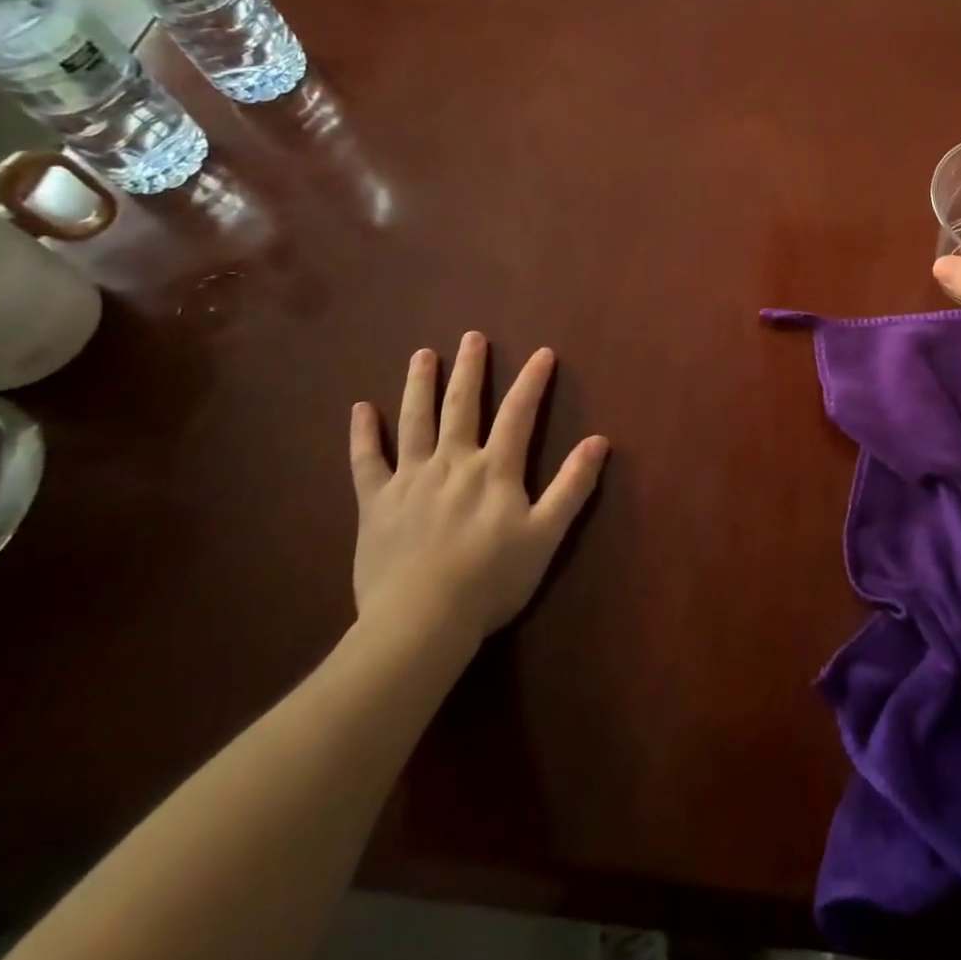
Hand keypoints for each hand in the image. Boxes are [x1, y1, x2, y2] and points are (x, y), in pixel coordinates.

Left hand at [348, 334, 608, 657]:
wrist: (420, 622)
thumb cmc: (491, 581)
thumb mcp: (545, 535)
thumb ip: (572, 486)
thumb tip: (599, 441)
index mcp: (495, 469)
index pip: (519, 414)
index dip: (533, 381)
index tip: (542, 352)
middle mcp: (452, 462)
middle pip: (462, 405)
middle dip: (470, 369)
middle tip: (471, 337)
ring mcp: (410, 479)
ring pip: (415, 421)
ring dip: (420, 385)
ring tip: (423, 355)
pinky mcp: (375, 503)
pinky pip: (366, 461)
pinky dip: (363, 434)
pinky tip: (361, 409)